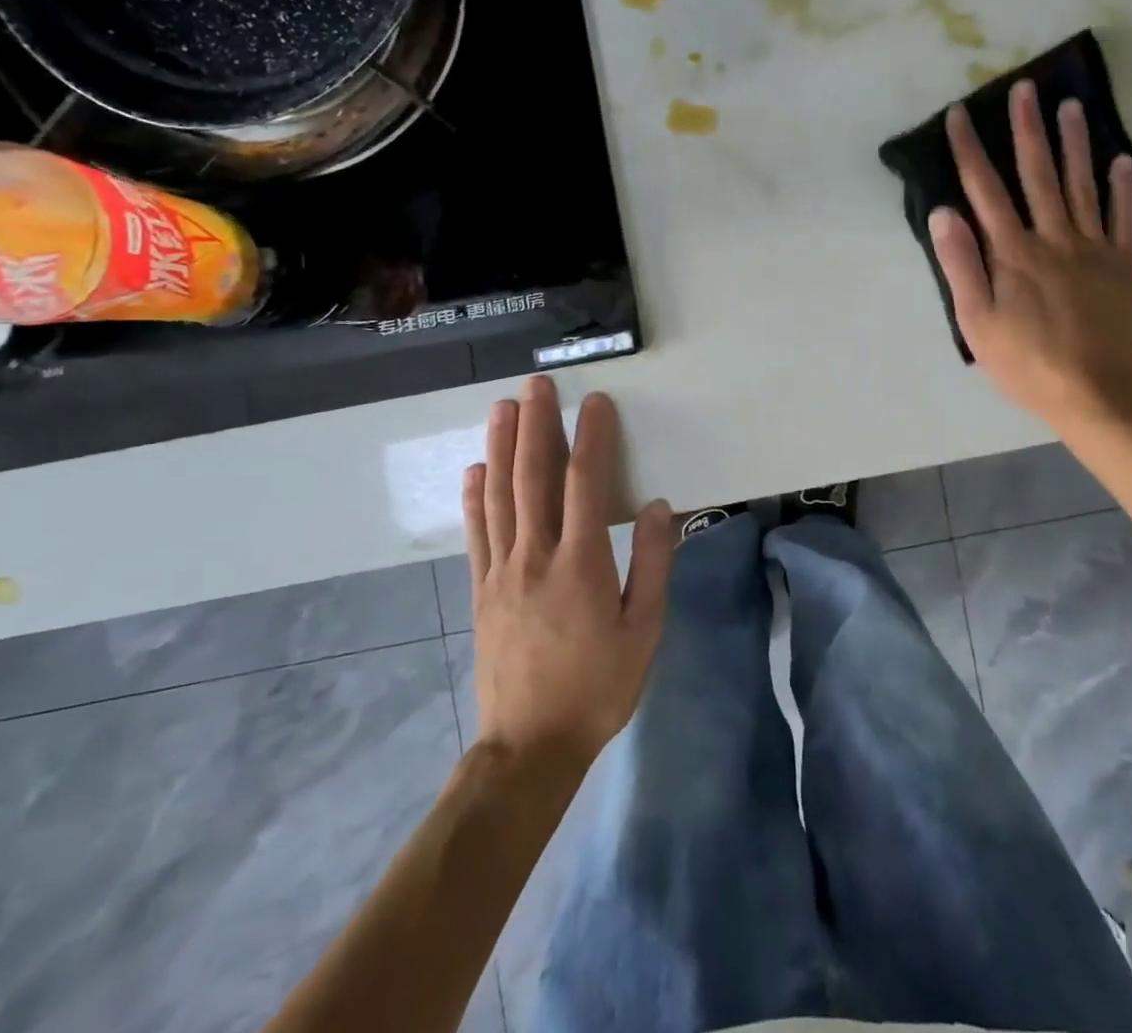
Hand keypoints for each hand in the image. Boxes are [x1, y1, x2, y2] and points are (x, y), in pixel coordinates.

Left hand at [463, 377, 676, 765]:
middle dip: (536, 425)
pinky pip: (476, 532)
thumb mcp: (645, 631)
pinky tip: (475, 469)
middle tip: (537, 385)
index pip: (586, 483)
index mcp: (581, 564)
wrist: (530, 747)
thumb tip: (657, 506)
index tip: (596, 402)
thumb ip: (652, 564)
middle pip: (533, 476)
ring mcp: (502, 571)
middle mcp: (536, 556)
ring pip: (499, 495)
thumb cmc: (598, 687)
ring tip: (502, 408)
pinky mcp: (482, 589)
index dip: (591, 437)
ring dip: (501, 447)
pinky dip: (475, 496)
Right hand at [929, 81, 1131, 436]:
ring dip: (1074, 143)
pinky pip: (1121, 218)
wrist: (1095, 393)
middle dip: (1026, 129)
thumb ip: (961, 265)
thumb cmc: (1025, 363)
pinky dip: (1121, 187)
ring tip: (1070, 106)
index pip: (985, 191)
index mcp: (1012, 254)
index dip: (970, 151)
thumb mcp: (977, 322)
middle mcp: (1052, 239)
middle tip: (1025, 88)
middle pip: (1037, 175)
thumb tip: (944, 212)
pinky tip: (1120, 160)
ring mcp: (1091, 249)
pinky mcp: (1121, 265)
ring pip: (1081, 185)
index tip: (960, 115)